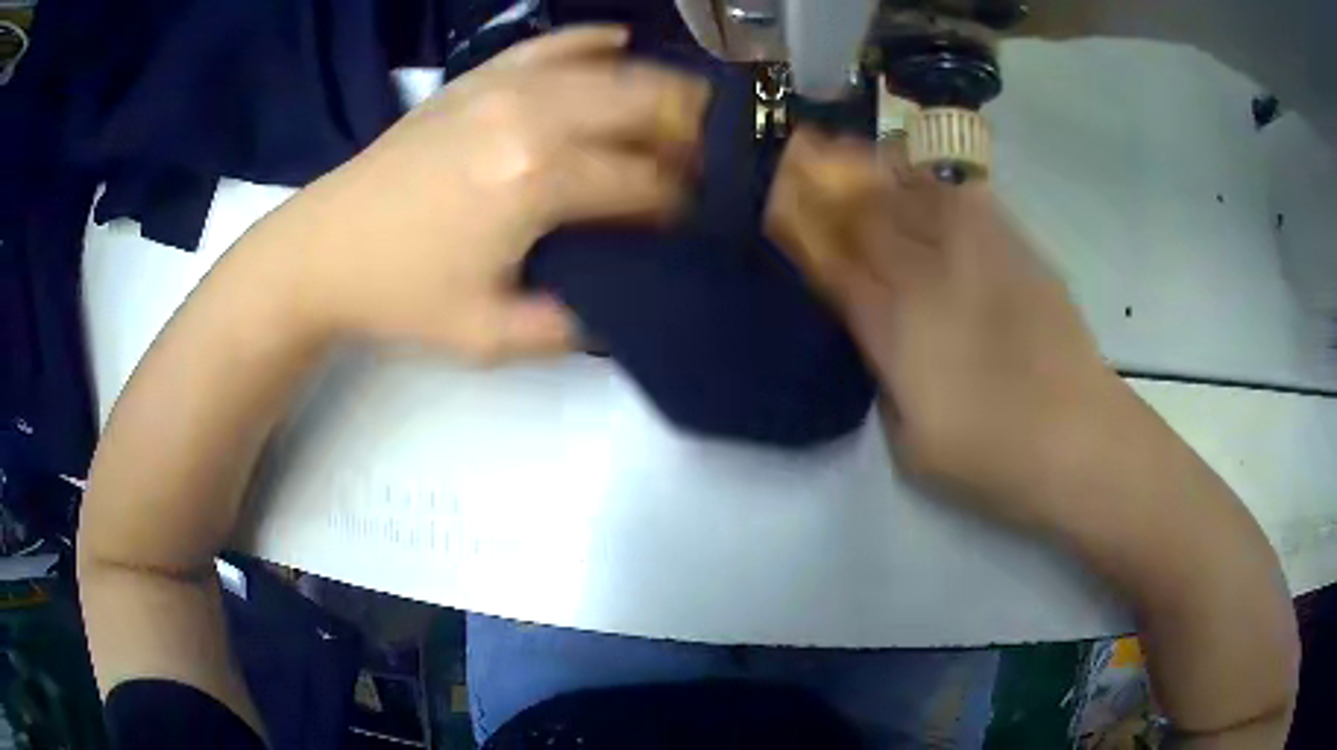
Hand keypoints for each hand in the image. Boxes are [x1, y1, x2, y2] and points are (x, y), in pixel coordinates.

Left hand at [273, 27, 709, 361]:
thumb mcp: (490, 336)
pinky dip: (590, 42)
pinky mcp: (477, 78)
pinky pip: (548, 44)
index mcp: (539, 179)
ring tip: (690, 113)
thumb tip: (630, 305)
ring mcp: (503, 86)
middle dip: (696, 135)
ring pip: (610, 70)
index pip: (645, 184)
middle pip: (647, 107)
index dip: (685, 207)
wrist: (322, 251)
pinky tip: (619, 42)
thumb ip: (573, 325)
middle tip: (719, 163)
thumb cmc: (400, 297)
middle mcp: (533, 115)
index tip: (703, 225)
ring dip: (661, 89)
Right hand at [768, 131, 1128, 527]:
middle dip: (825, 183)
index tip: (775, 201)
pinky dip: (929, 181)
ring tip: (850, 153)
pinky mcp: (1015, 246)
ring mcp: (975, 252)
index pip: (831, 262)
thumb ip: (881, 376)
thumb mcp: (908, 440)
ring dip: (872, 171)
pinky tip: (918, 178)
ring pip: (909, 193)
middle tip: (798, 156)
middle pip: (865, 214)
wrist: (1076, 437)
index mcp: (893, 327)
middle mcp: (928, 275)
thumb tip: (872, 330)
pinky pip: (962, 196)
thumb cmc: (988, 456)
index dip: (799, 226)